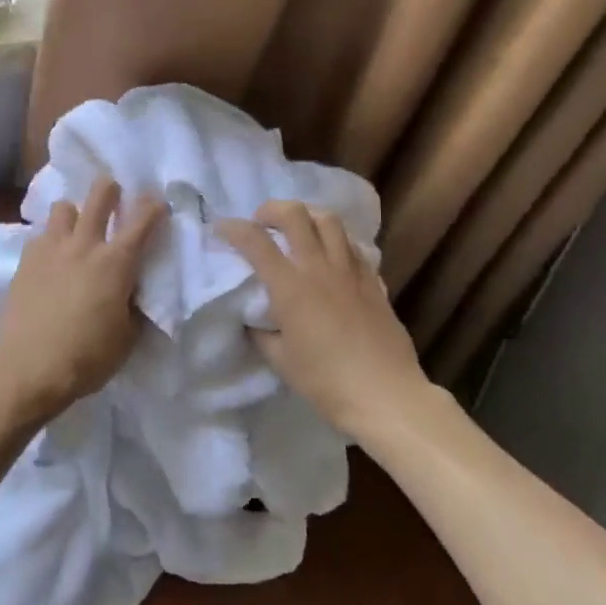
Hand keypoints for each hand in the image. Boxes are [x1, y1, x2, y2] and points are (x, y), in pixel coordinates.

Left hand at [0, 177, 166, 427]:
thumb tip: (135, 291)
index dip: (154, 206)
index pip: (143, 219)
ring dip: (75, 213)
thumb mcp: (127, 338)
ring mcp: (51, 249)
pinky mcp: (25, 260)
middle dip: (111, 190)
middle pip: (99, 193)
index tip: (158, 205)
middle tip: (114, 202)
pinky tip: (52, 261)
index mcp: (116, 262)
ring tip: (77, 233)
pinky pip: (41, 234)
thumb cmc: (86, 357)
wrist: (27, 369)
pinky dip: (50, 240)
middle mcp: (84, 244)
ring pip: (63, 206)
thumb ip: (135, 306)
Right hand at [220, 200, 425, 437]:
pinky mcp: (373, 281)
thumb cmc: (326, 382)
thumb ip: (262, 332)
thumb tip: (254, 318)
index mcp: (290, 286)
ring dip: (307, 215)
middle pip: (295, 214)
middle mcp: (319, 268)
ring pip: (329, 220)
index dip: (232, 228)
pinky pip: (352, 245)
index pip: (255, 241)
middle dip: (271, 209)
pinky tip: (331, 255)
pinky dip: (336, 240)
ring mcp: (350, 271)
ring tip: (298, 228)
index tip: (220, 228)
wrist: (385, 395)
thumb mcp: (280, 360)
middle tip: (262, 222)